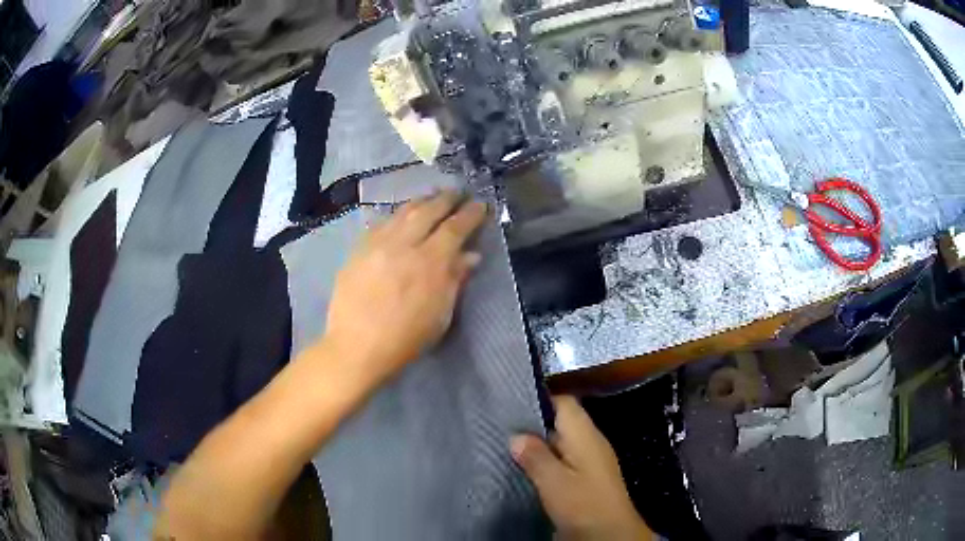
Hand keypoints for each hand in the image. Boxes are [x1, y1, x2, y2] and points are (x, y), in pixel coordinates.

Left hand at [322, 191, 487, 385]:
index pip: (455, 227)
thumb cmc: (406, 339)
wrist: (357, 347)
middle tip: (458, 192)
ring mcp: (378, 244)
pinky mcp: (358, 249)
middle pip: (429, 211)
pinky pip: (381, 222)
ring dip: (421, 202)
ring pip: (403, 212)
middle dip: (446, 199)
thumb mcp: (440, 315)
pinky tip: (400, 216)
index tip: (480, 204)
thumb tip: (470, 255)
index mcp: (431, 262)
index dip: (470, 214)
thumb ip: (455, 280)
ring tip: (431, 198)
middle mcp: (404, 244)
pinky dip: (396, 215)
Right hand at [511, 396, 654, 540]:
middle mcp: (590, 441)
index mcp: (585, 434)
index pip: (564, 401)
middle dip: (533, 424)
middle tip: (500, 428)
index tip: (509, 402)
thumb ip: (535, 456)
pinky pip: (563, 459)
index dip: (539, 398)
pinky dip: (545, 461)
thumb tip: (516, 436)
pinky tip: (525, 470)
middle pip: (561, 421)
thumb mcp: (554, 481)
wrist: (610, 534)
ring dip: (537, 445)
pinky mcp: (587, 477)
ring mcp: (591, 460)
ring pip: (560, 442)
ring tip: (505, 447)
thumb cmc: (584, 504)